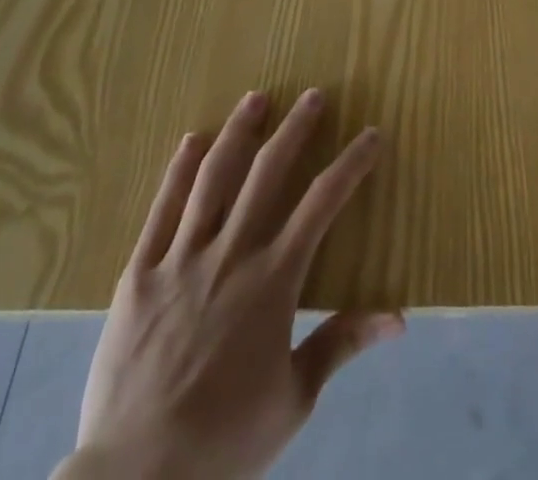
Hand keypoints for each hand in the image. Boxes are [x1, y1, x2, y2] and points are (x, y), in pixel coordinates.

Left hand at [53, 89, 403, 479]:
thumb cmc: (223, 442)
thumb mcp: (293, 400)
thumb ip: (340, 344)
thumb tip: (398, 316)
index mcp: (273, 280)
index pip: (322, 203)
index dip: (351, 164)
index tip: (371, 134)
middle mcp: (231, 254)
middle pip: (268, 172)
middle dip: (296, 128)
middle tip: (313, 95)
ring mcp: (181, 258)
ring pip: (214, 177)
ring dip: (238, 132)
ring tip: (256, 98)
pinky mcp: (140, 274)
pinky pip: (162, 210)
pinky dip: (179, 171)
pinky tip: (191, 141)